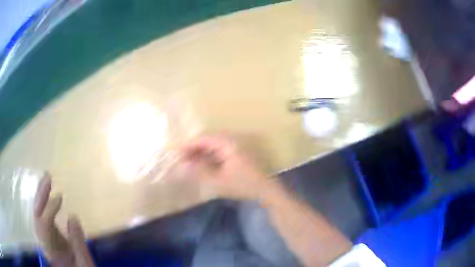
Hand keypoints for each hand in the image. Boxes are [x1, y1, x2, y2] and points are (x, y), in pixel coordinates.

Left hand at [34, 174, 94, 266]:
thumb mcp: (84, 264)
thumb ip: (78, 244)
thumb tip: (73, 217)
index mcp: (53, 253)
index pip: (45, 227)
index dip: (49, 211)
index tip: (60, 197)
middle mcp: (45, 244)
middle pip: (37, 217)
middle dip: (40, 197)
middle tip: (47, 177)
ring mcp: (46, 240)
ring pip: (38, 214)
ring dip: (41, 196)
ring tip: (46, 179)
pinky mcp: (50, 236)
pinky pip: (43, 216)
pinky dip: (43, 203)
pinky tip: (46, 192)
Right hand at [178, 135, 276, 200]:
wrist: (266, 190)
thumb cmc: (243, 185)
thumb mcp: (218, 181)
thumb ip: (199, 172)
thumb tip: (183, 165)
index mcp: (228, 143)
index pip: (204, 138)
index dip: (189, 145)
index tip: (178, 154)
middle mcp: (232, 140)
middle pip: (208, 140)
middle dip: (194, 149)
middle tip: (183, 159)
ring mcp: (236, 146)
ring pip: (214, 145)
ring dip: (202, 153)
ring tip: (191, 163)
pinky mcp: (238, 153)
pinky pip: (220, 150)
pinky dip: (210, 156)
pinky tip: (204, 165)